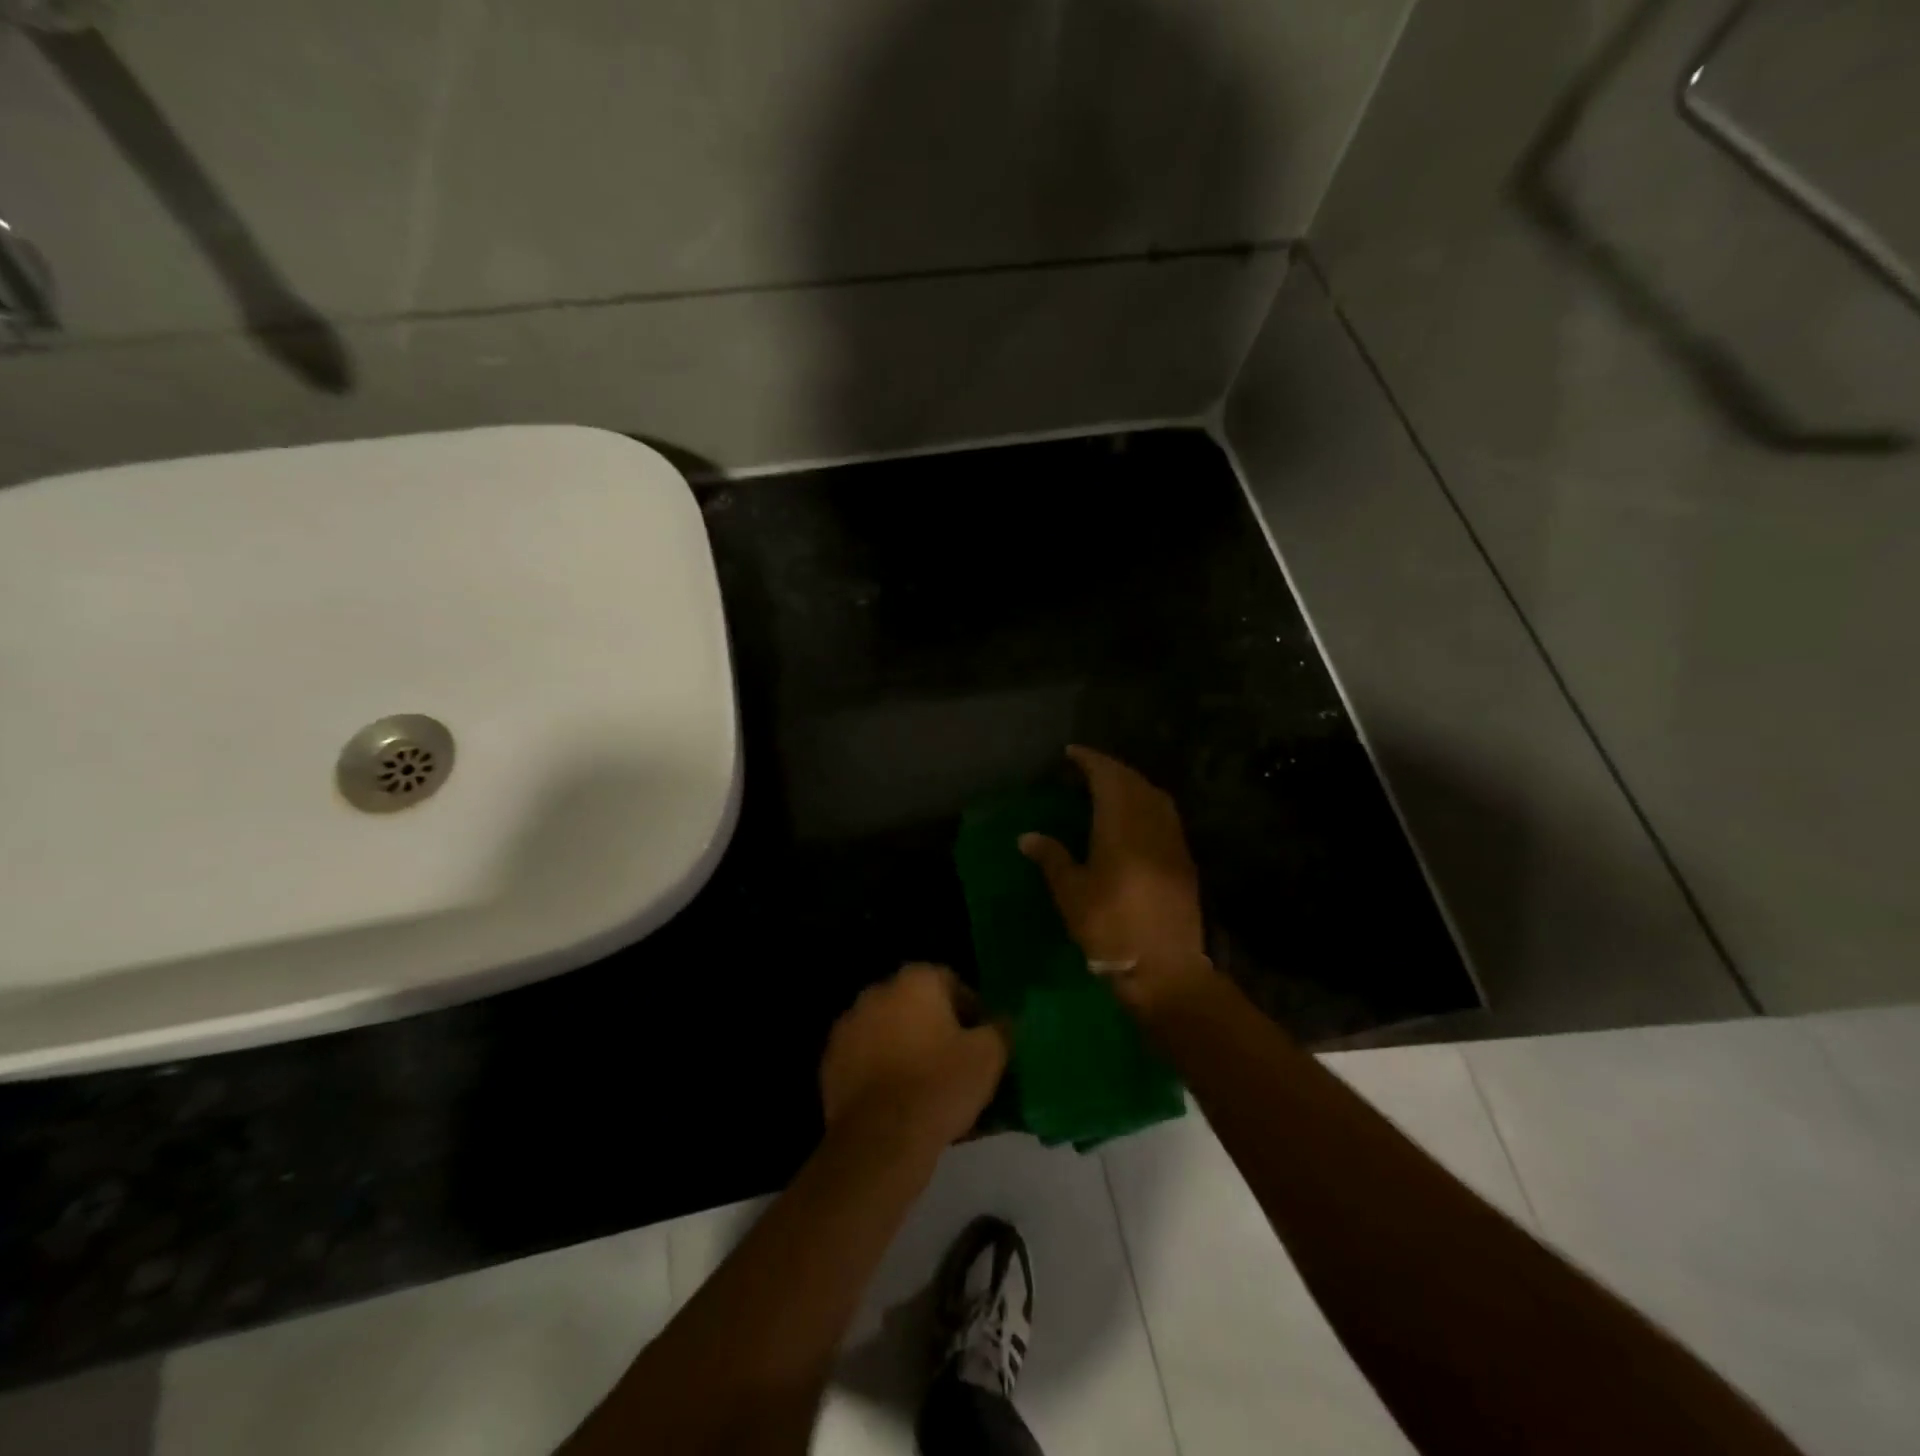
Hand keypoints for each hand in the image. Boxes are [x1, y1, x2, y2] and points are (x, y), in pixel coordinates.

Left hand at [820, 964, 1009, 1149]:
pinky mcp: (830, 1060)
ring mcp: (848, 1025)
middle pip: (916, 1003)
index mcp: (915, 980)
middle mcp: (877, 991)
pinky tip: (897, 1100)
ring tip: (926, 1084)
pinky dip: (880, 1070)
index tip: (981, 1040)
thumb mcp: (989, 1056)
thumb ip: (1000, 1028)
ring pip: (888, 1030)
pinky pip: (865, 1058)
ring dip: (906, 1046)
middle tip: (955, 1061)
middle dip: (935, 1026)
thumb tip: (1003, 1020)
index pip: (950, 981)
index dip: (970, 1009)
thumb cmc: (939, 1086)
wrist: (879, 1140)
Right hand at [1020, 745, 1212, 1012]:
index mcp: (1121, 826)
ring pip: (1153, 795)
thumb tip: (1027, 836)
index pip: (1108, 777)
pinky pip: (1164, 814)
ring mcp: (1172, 840)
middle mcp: (1151, 824)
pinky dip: (1146, 802)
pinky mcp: (1183, 859)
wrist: (1165, 969)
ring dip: (1131, 783)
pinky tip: (1132, 817)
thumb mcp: (1071, 894)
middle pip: (1133, 781)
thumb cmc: (1111, 929)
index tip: (1071, 753)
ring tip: (1108, 787)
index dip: (1090, 761)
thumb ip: (1052, 858)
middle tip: (1085, 768)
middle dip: (1110, 768)